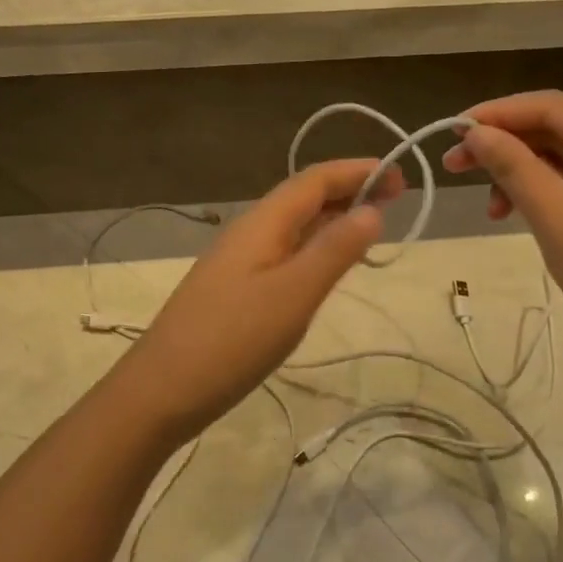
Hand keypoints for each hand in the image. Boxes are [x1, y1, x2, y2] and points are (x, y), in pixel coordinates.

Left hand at [107, 159, 401, 443]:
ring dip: (331, 218)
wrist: (162, 389)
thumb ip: (334, 251)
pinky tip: (324, 266)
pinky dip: (312, 247)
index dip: (357, 171)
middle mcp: (248, 231)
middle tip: (396, 200)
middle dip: (348, 191)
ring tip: (370, 226)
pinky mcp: (233, 288)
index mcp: (262, 223)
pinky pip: (282, 251)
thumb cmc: (233, 340)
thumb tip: (372, 209)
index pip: (314, 180)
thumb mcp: (294, 294)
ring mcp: (237, 260)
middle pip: (303, 197)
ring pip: (292, 225)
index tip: (401, 177)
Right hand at [442, 91, 562, 367]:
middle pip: (559, 126)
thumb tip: (473, 132)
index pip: (554, 107)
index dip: (498, 114)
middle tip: (454, 163)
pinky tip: (512, 209)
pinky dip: (542, 187)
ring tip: (484, 198)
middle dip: (505, 142)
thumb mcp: (555, 217)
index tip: (451, 130)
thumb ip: (513, 166)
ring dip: (520, 168)